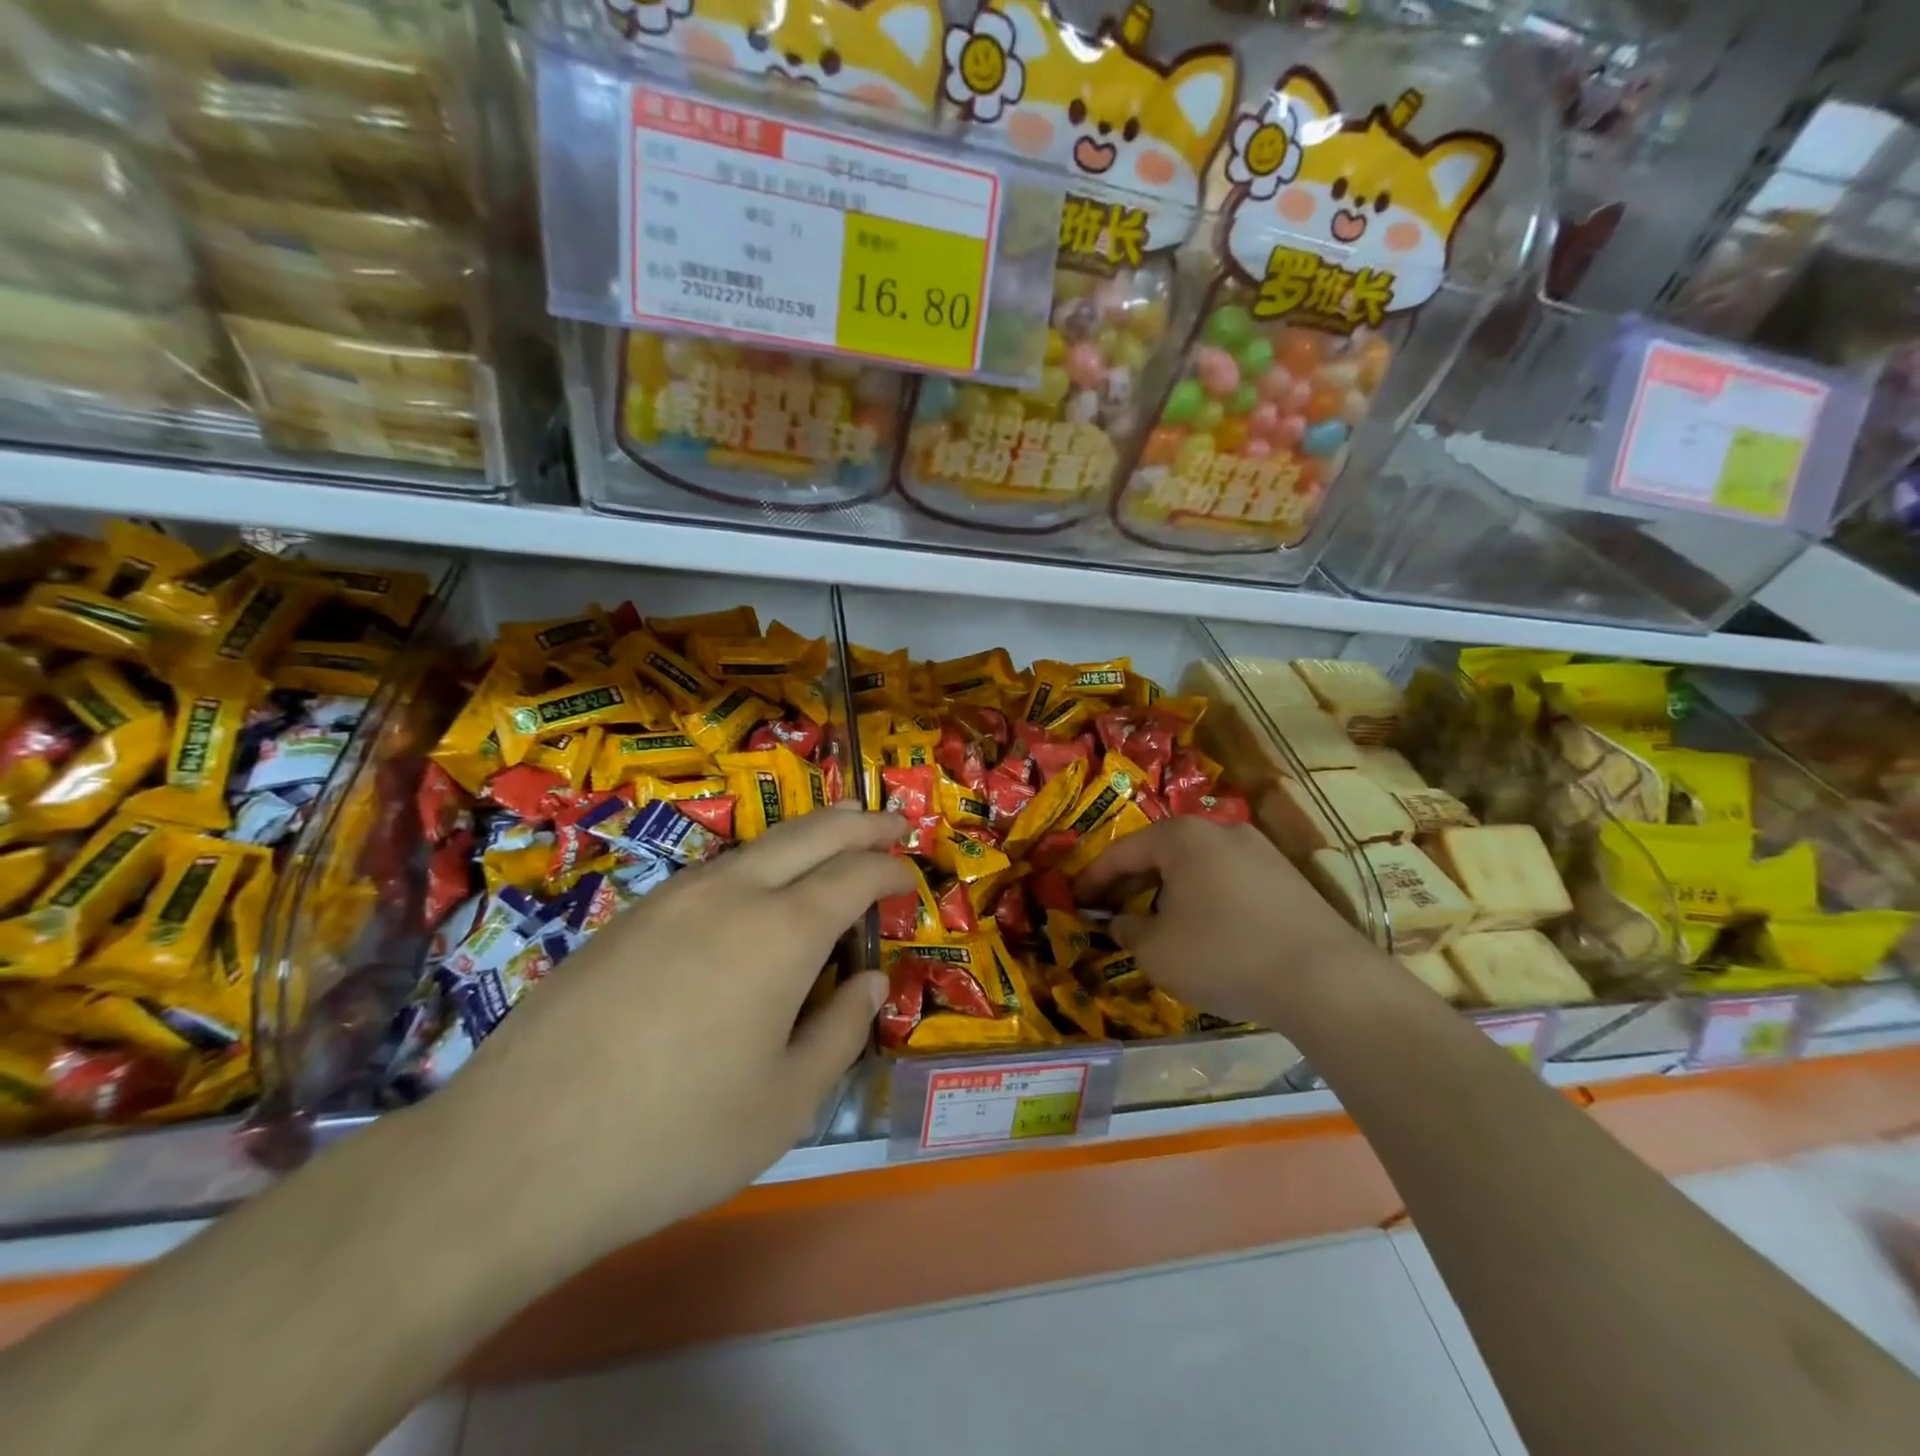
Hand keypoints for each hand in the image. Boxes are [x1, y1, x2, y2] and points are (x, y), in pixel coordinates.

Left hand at [427, 804, 912, 1263]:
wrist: (517, 1153)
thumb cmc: (674, 1136)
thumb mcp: (785, 1103)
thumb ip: (841, 1031)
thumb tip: (870, 981)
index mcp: (782, 933)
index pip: (855, 875)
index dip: (891, 870)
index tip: (911, 878)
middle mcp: (731, 894)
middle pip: (811, 834)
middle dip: (859, 823)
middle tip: (892, 823)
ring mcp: (672, 898)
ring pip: (757, 844)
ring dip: (806, 835)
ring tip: (833, 835)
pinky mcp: (629, 917)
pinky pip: (713, 872)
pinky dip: (756, 863)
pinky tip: (755, 890)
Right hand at [1074, 816, 1371, 1029]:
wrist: (1325, 978)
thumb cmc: (1223, 954)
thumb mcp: (1157, 951)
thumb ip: (1128, 932)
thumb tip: (1119, 923)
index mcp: (1182, 837)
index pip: (1122, 851)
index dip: (1093, 878)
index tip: (1074, 900)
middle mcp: (1221, 830)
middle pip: (1161, 853)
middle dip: (1131, 883)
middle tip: (1109, 910)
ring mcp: (1260, 850)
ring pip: (1196, 866)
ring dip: (1168, 891)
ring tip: (1154, 923)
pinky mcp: (1287, 877)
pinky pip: (1227, 880)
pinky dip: (1203, 899)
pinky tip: (1203, 931)